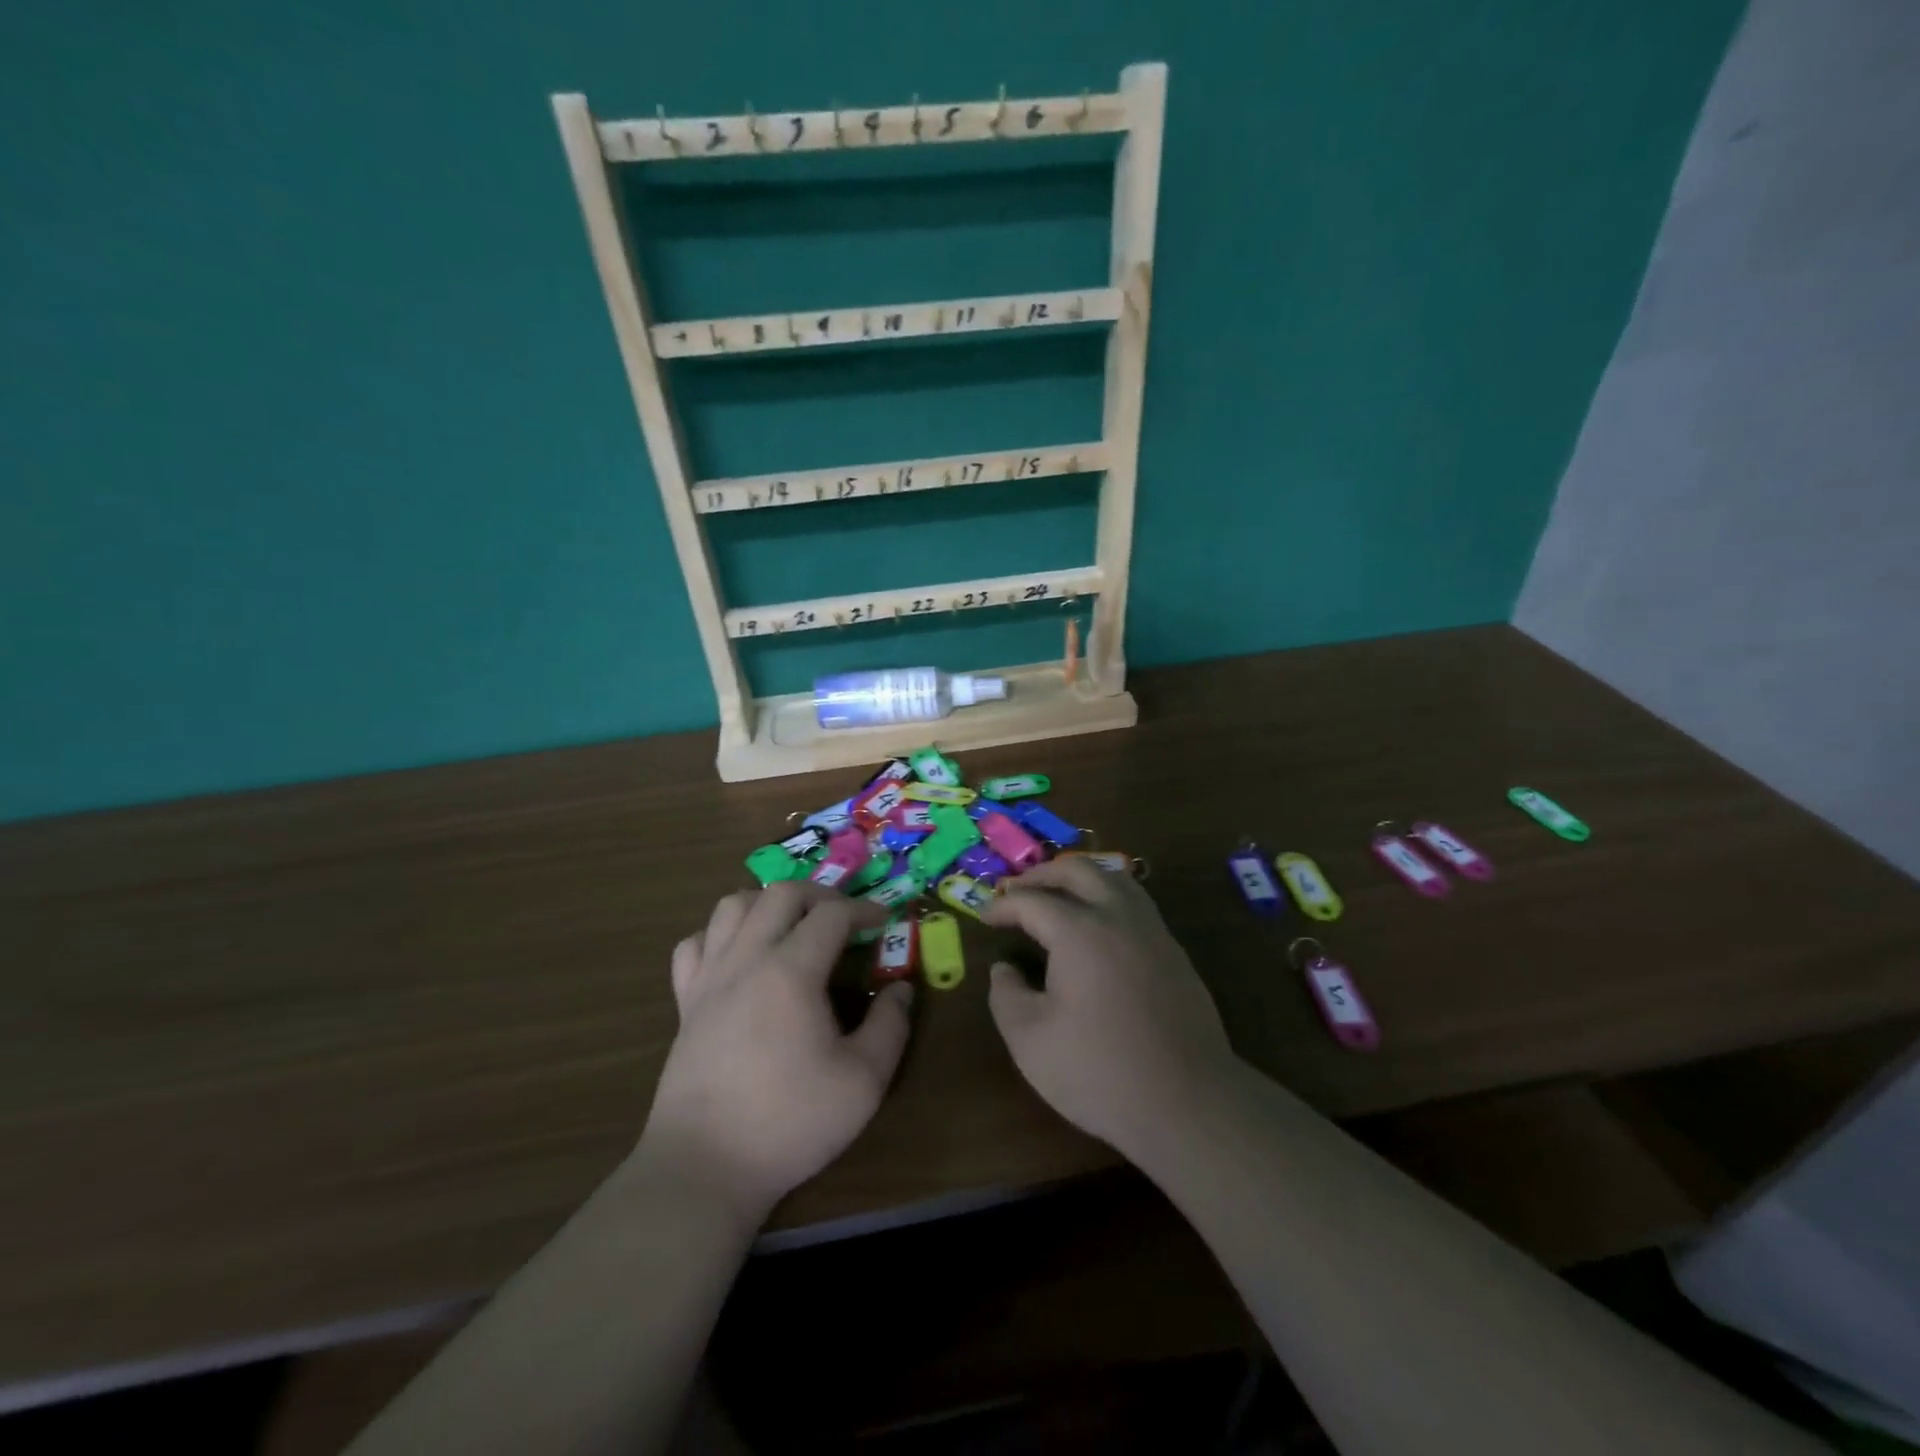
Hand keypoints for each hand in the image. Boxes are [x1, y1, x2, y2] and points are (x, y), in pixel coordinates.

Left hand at [639, 882, 913, 1217]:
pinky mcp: (685, 1003)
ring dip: (768, 902)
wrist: (704, 1168)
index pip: (832, 913)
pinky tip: (738, 956)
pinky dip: (720, 935)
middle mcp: (746, 959)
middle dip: (820, 894)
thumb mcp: (863, 1081)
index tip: (886, 921)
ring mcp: (709, 978)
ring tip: (792, 925)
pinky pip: (695, 944)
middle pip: (780, 893)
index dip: (864, 909)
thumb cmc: (789, 1122)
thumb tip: (901, 990)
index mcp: (791, 971)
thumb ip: (891, 1027)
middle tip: (844, 916)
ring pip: (732, 906)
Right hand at [982, 858, 1236, 1157]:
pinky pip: (1136, 902)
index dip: (1002, 905)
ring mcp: (1152, 931)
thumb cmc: (1100, 1071)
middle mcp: (1118, 917)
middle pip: (1078, 870)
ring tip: (1057, 895)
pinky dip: (1108, 896)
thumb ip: (1006, 996)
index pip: (1032, 900)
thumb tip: (1004, 969)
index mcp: (1079, 931)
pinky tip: (1098, 924)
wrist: (1188, 1102)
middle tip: (1017, 891)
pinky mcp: (1174, 952)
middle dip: (1041, 875)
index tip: (984, 917)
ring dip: (1080, 877)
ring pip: (1115, 878)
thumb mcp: (1030, 1041)